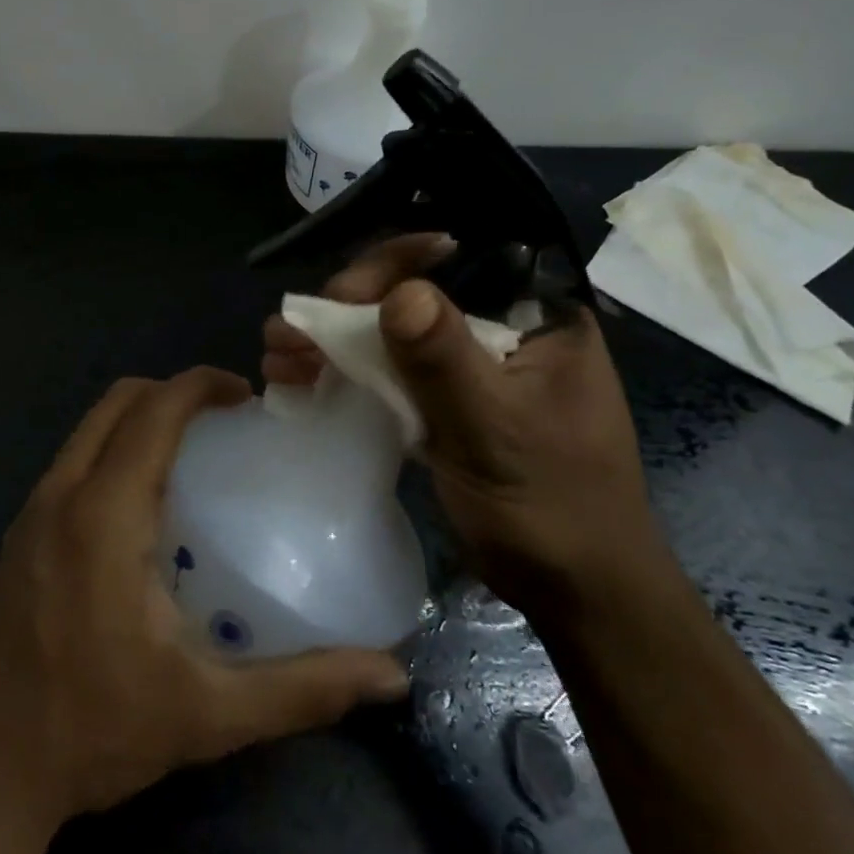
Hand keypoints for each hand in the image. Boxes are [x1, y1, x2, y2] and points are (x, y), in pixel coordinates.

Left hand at [0, 368, 409, 829]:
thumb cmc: (92, 732)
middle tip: (223, 421)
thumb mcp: (207, 714)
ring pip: (86, 430)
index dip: (200, 385)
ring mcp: (28, 514)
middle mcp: (60, 496)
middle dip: (171, 393)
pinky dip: (110, 451)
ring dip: (137, 420)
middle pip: (115, 403)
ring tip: (189, 456)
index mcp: (104, 514)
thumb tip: (390, 677)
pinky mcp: (16, 539)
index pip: (153, 411)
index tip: (245, 395)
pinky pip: (70, 463)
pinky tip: (140, 510)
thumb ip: (301, 689)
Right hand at [262, 236, 657, 611]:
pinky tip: (298, 381)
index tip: (343, 294)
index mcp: (537, 316)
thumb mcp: (495, 430)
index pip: (460, 259)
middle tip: (293, 330)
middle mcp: (504, 328)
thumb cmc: (550, 508)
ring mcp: (472, 366)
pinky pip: (393, 372)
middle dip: (347, 308)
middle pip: (415, 293)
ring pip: (395, 333)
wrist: (576, 594)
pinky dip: (347, 373)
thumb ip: (446, 361)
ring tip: (277, 354)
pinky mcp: (447, 402)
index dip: (394, 263)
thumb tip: (400, 292)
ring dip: (334, 341)